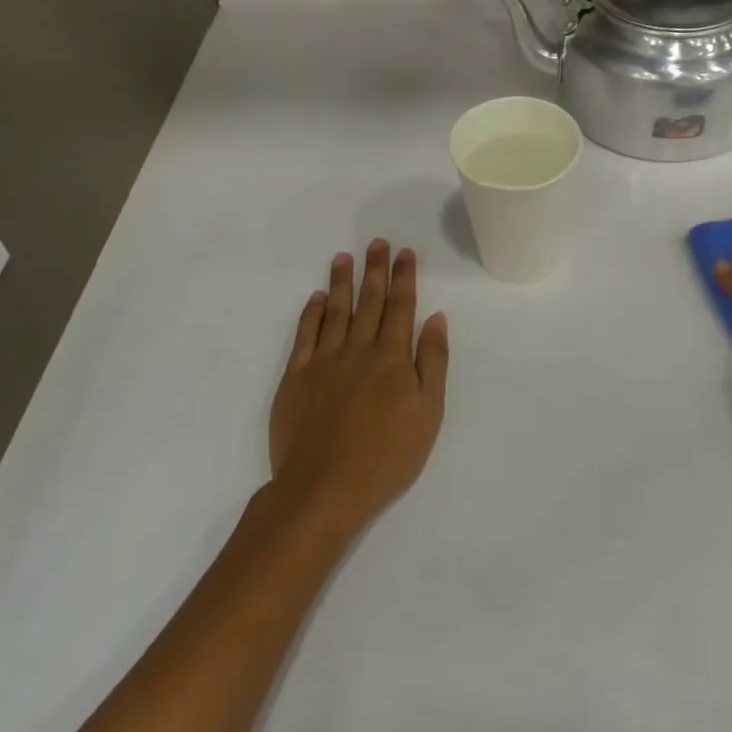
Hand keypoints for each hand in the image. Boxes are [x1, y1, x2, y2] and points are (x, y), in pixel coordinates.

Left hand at [268, 240, 449, 539]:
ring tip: (344, 257)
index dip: (404, 277)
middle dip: (375, 270)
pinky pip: (305, 335)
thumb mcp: (428, 413)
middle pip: (370, 301)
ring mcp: (324, 361)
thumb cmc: (386, 455)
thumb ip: (433, 361)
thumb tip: (436, 318)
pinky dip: (311, 313)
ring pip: (335, 310)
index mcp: (392, 357)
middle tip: (377, 243)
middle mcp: (359, 349)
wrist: (324, 488)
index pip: (401, 307)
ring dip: (341, 282)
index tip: (405, 253)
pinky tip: (316, 298)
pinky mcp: (296, 377)